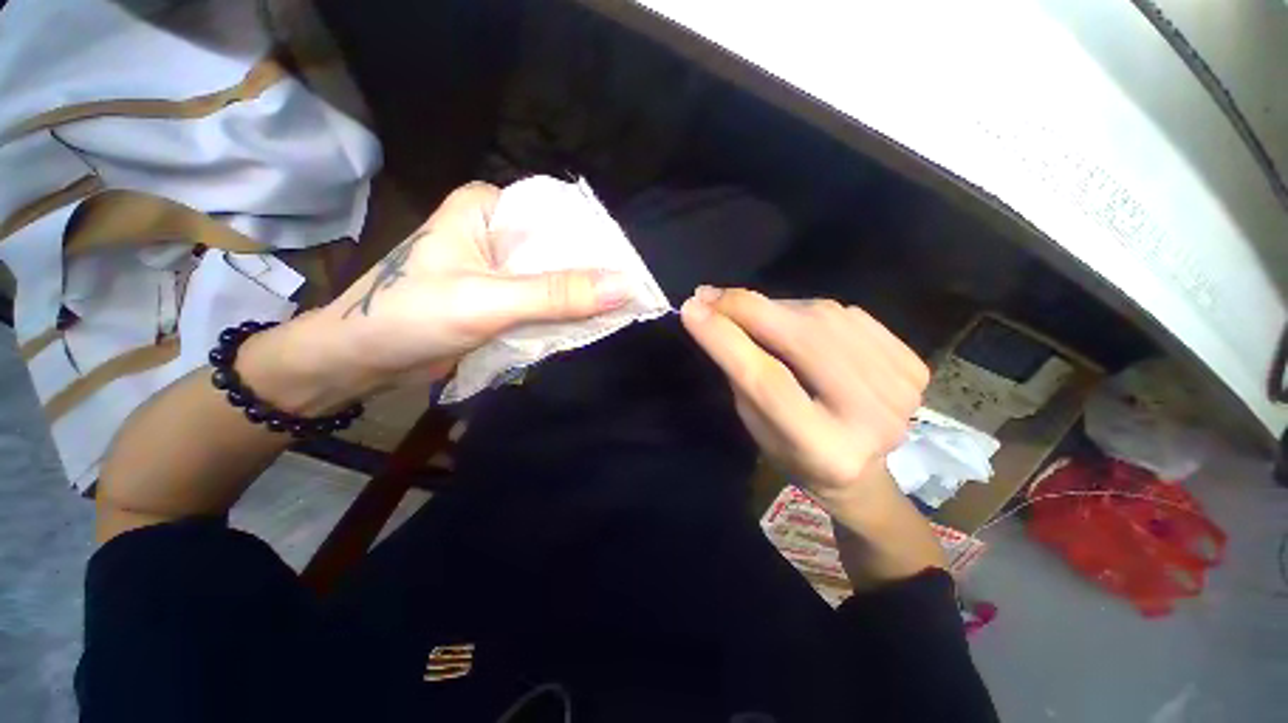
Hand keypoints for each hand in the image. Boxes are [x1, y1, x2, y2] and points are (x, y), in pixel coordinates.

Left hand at [244, 182, 629, 413]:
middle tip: (628, 301)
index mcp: (488, 209)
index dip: (598, 246)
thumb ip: (556, 295)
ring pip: (553, 278)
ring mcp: (498, 265)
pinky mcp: (498, 294)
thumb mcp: (488, 302)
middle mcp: (496, 230)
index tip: (632, 275)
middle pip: (559, 251)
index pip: (560, 220)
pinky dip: (560, 314)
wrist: (358, 359)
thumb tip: (625, 287)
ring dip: (578, 299)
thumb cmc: (409, 317)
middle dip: (590, 277)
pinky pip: (541, 300)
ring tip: (614, 315)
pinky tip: (582, 324)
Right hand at [680, 287, 928, 527]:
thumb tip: (713, 314)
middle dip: (749, 308)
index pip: (767, 380)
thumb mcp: (756, 423)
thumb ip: (742, 372)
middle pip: (803, 339)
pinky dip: (811, 311)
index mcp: (824, 449)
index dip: (726, 339)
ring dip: (776, 307)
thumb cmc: (792, 451)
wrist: (861, 470)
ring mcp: (901, 389)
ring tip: (751, 314)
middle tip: (710, 295)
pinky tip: (795, 323)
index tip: (691, 308)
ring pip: (825, 318)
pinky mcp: (913, 364)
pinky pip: (849, 315)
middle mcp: (871, 419)